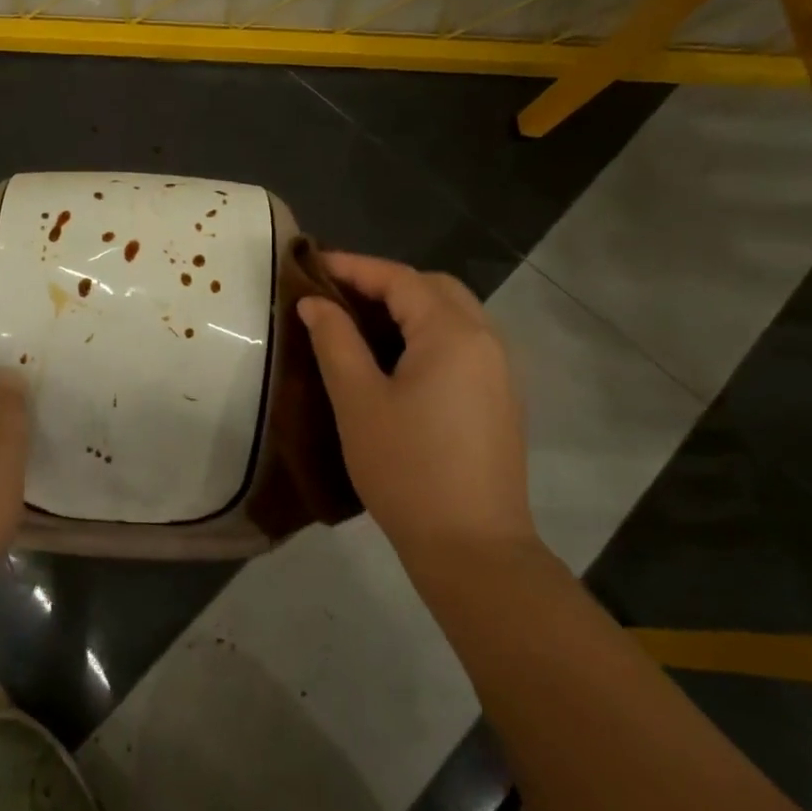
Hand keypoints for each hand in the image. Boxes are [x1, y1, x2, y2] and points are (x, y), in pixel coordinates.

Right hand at [298, 254, 535, 567]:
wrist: (471, 546)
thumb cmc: (406, 468)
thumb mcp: (358, 401)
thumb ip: (335, 342)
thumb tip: (314, 304)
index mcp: (453, 334)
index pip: (400, 279)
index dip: (354, 267)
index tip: (311, 264)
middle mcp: (486, 340)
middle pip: (433, 288)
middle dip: (384, 282)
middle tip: (337, 294)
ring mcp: (500, 370)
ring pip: (452, 315)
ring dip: (408, 307)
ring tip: (360, 322)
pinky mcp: (500, 398)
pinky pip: (462, 343)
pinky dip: (427, 333)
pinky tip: (396, 359)